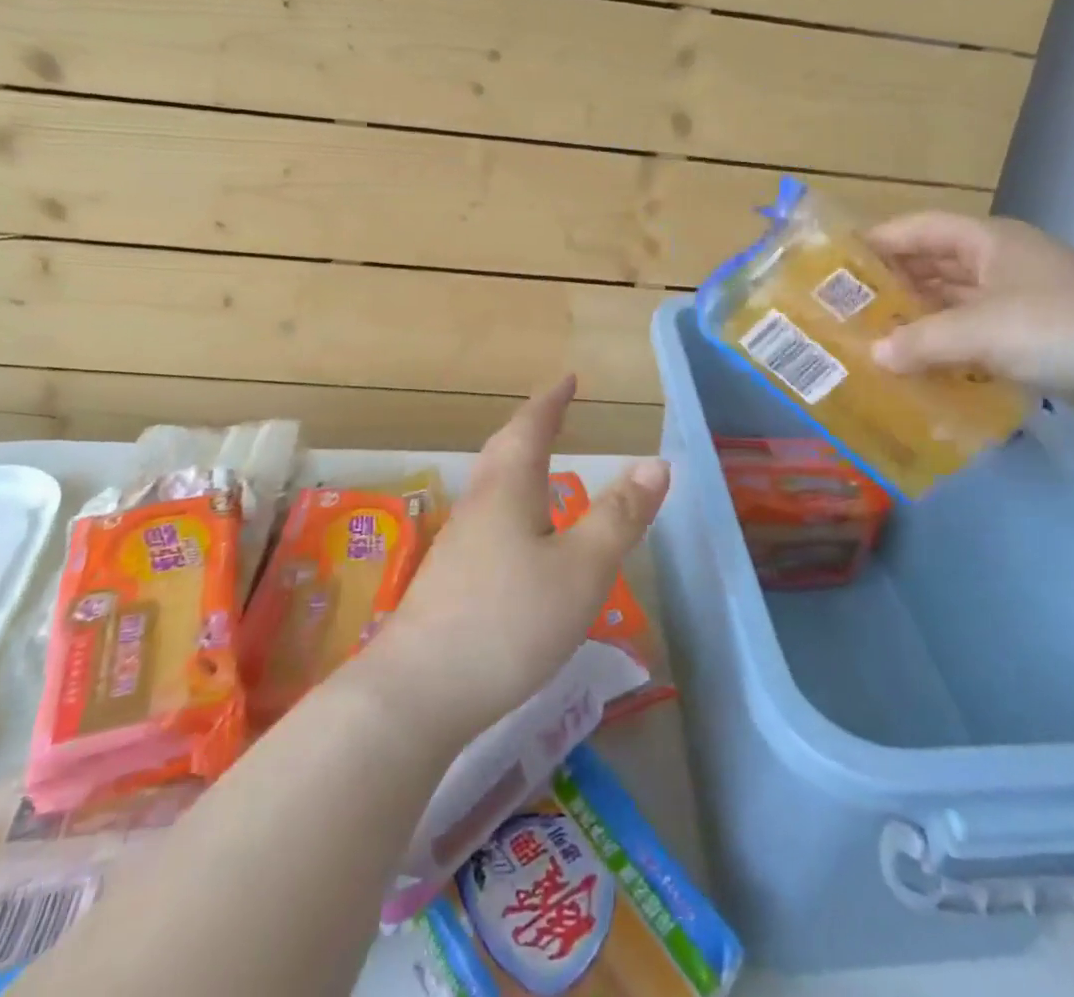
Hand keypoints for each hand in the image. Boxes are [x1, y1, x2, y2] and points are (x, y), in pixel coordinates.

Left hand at [363, 376, 669, 747]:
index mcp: (509, 489)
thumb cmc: (509, 620)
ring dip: (516, 463)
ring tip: (537, 465)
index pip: (532, 428)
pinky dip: (509, 503)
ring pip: (491, 486)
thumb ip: (620, 516)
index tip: (567, 379)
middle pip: (504, 450)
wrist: (416, 694)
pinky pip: (487, 519)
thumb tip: (656, 463)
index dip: (552, 402)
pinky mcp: (448, 581)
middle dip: (531, 426)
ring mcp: (458, 544)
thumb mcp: (582, 568)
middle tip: (554, 412)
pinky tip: (517, 537)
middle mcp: (479, 505)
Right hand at [863, 212, 1073, 440]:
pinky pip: (972, 340)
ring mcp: (1018, 304)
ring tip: (867, 344)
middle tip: (841, 312)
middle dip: (888, 287)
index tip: (831, 264)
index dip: (875, 241)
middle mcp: (999, 265)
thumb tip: (874, 355)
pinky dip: (944, 353)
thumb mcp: (982, 330)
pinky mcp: (1032, 342)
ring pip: (950, 307)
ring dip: (915, 324)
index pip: (917, 229)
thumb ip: (921, 342)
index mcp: (988, 242)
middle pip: (930, 267)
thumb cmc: (1064, 328)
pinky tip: (914, 373)